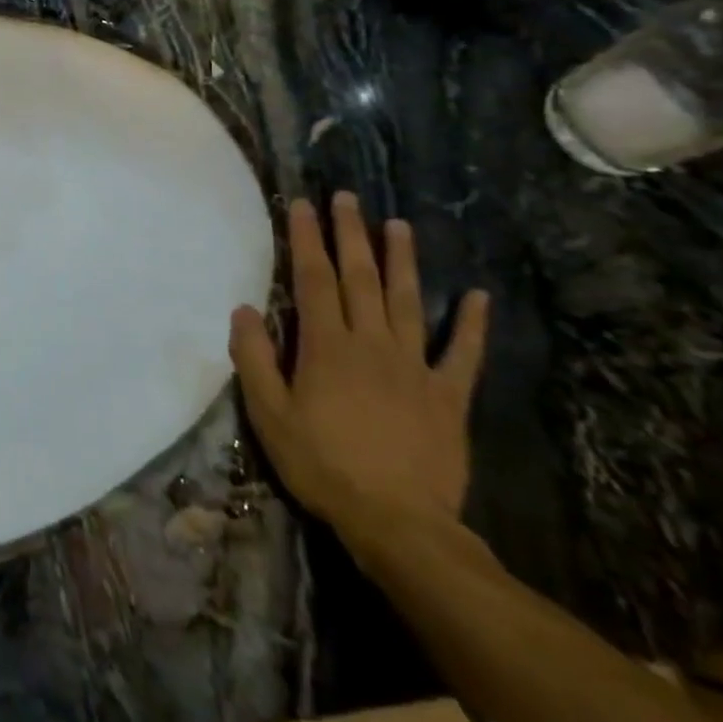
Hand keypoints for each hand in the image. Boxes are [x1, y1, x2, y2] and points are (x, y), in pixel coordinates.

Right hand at [230, 193, 488, 548]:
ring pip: (408, 302)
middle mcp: (371, 343)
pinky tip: (479, 297)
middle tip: (348, 197)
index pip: (312, 278)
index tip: (303, 205)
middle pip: (360, 278)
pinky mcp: (447, 396)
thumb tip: (244, 308)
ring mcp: (414, 367)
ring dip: (402, 261)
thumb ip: (254, 358)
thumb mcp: (269, 414)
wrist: (399, 524)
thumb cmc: (322, 465)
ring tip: (398, 225)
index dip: (307, 239)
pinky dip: (472, 325)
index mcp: (326, 346)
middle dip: (351, 234)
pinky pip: (463, 355)